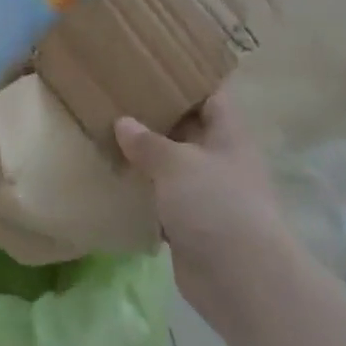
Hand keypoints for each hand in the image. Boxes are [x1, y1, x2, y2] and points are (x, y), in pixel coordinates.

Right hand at [114, 92, 286, 308]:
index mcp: (228, 135)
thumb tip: (123, 123)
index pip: (209, 95)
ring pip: (171, 167)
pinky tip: (111, 180)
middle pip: (187, 129)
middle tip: (114, 97)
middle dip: (155, 116)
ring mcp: (206, 195)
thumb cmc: (216, 205)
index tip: (151, 64)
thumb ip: (148, 143)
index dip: (185, 78)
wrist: (241, 280)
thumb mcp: (178, 163)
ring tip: (104, 133)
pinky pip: (161, 201)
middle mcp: (219, 160)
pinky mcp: (190, 226)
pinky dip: (141, 193)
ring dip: (144, 157)